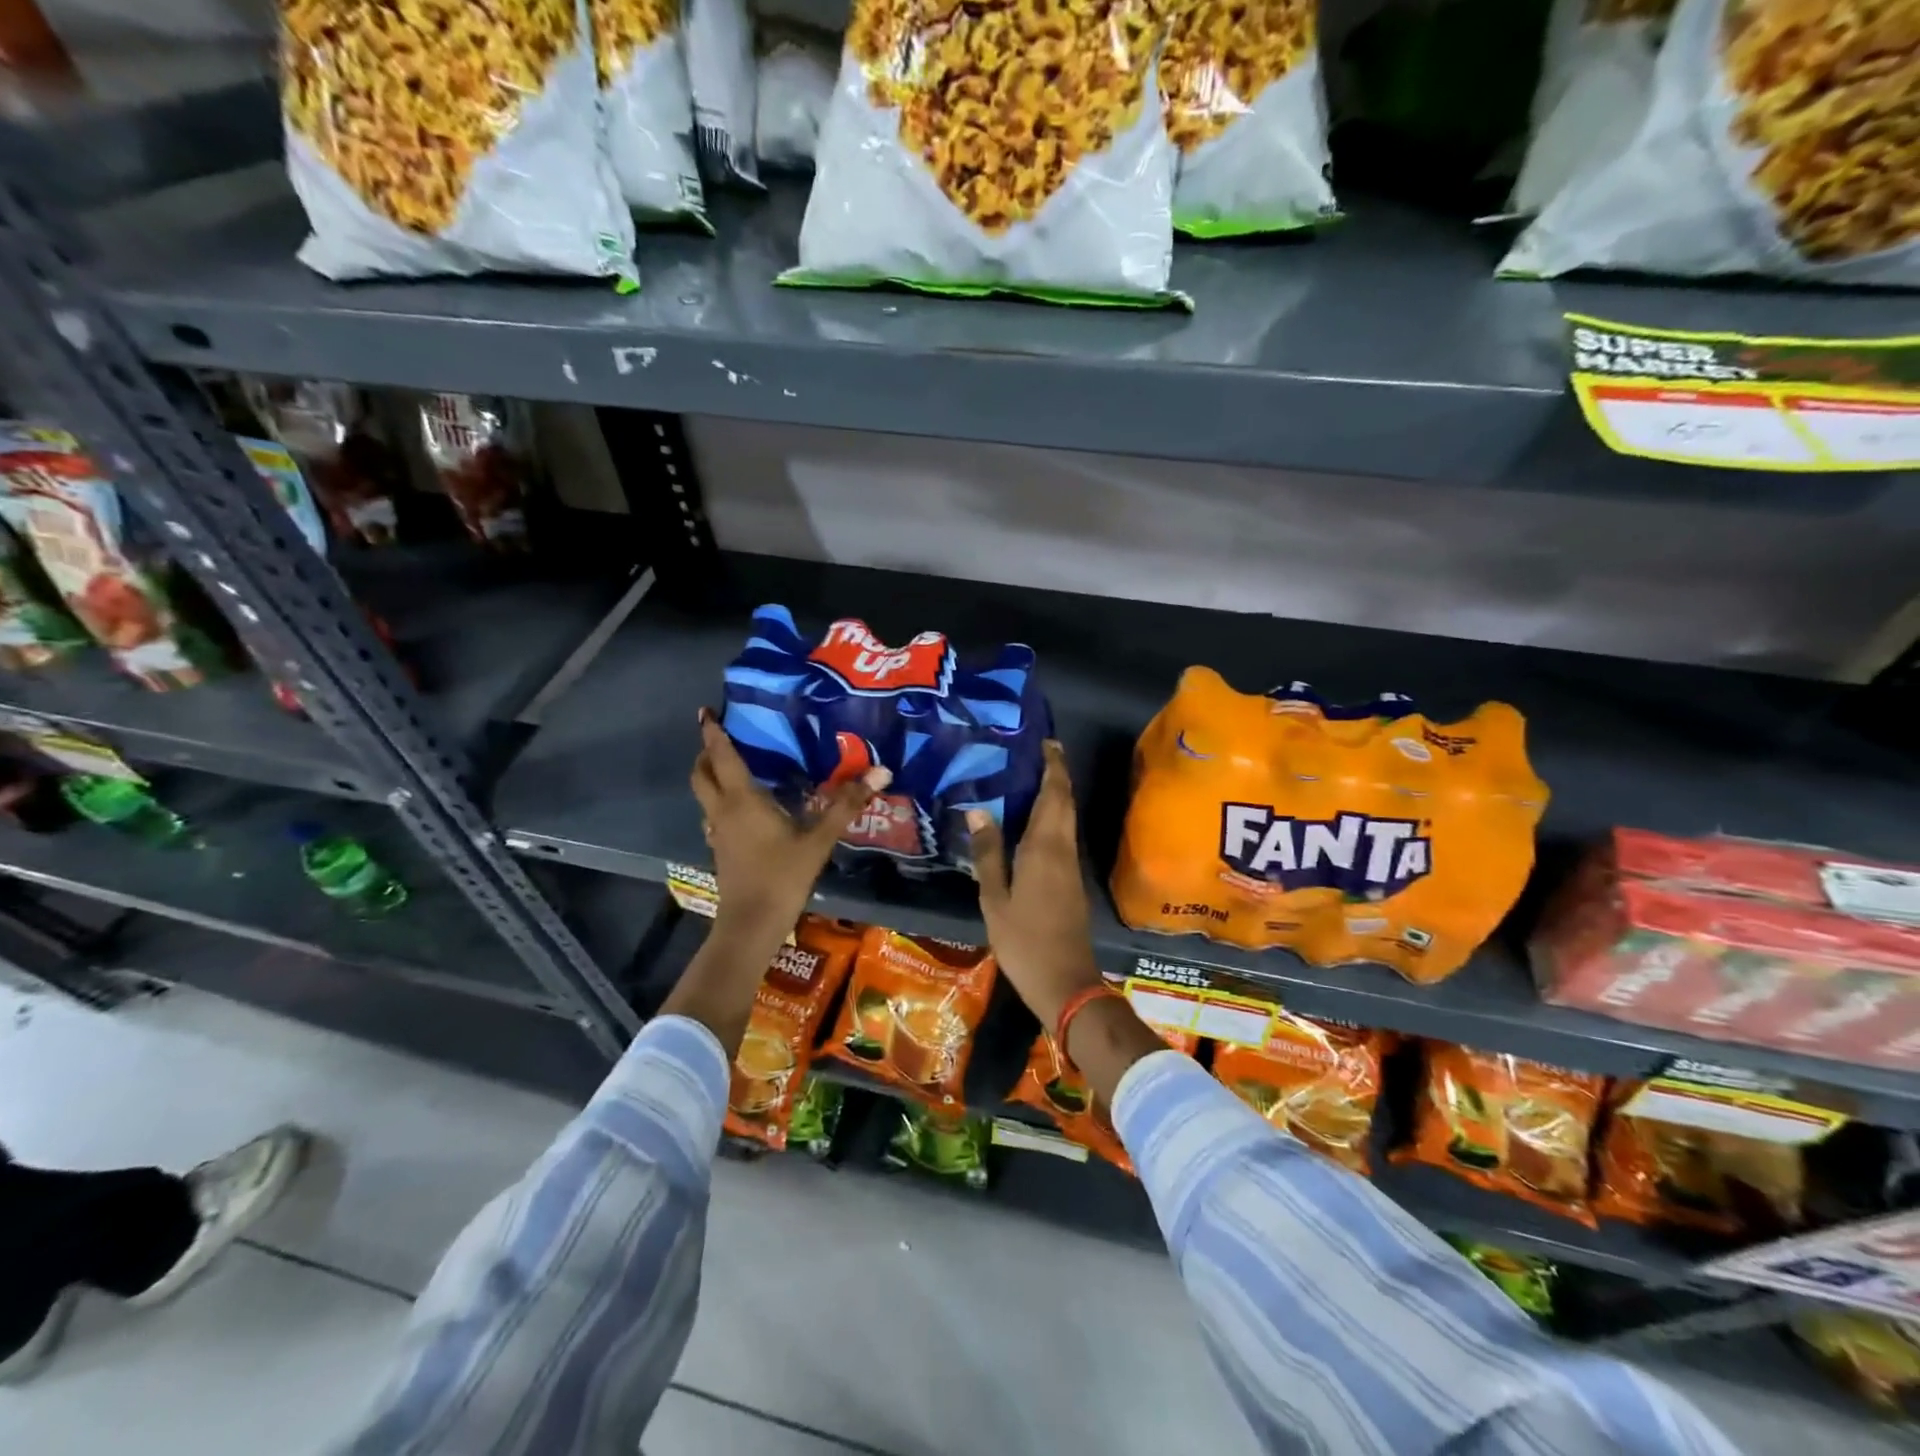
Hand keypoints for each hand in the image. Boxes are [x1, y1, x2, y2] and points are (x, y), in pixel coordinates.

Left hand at [690, 709, 890, 947]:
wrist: (751, 924)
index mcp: (741, 799)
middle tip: (721, 739)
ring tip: (735, 768)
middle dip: (706, 753)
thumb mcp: (818, 839)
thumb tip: (881, 771)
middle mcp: (722, 811)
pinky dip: (722, 802)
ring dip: (711, 778)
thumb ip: (846, 805)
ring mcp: (717, 833)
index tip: (706, 711)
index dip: (712, 732)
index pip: (721, 756)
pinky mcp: (721, 850)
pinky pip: (715, 815)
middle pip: (701, 774)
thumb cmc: (782, 876)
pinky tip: (746, 810)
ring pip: (705, 796)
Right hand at [966, 741, 1103, 1028]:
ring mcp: (1070, 866)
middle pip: (1065, 803)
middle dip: (1057, 774)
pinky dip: (1053, 818)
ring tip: (1031, 777)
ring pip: (1066, 819)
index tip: (1047, 742)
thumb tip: (977, 811)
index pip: (1054, 795)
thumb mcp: (994, 899)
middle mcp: (1062, 849)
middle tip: (1039, 752)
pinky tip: (1032, 821)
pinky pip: (1063, 836)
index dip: (1054, 767)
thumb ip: (987, 854)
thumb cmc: (1024, 940)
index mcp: (1044, 848)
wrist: (1065, 981)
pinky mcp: (1071, 881)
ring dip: (1056, 795)